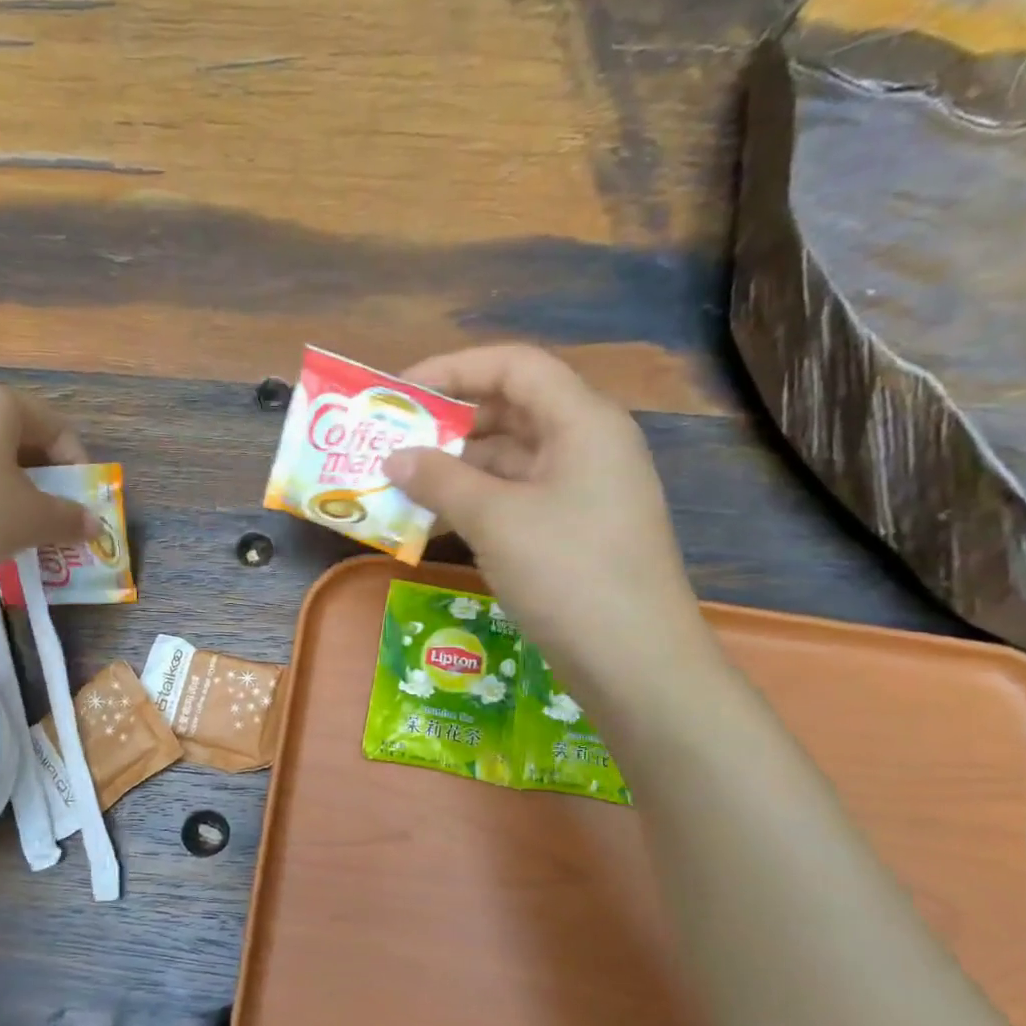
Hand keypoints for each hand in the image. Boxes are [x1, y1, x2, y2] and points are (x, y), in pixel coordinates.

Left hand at [0, 382, 97, 594]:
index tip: (79, 510)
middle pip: (16, 439)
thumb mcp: (29, 522)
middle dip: (40, 483)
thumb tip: (93, 523)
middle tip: (45, 523)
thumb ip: (68, 520)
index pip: (58, 429)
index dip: (79, 471)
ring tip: (2, 531)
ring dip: (1, 491)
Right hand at [384, 345, 712, 697]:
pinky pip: (515, 501)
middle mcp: (585, 445)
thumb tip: (394, 458)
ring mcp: (581, 492)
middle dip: (447, 424)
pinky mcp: (572, 532)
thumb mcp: (495, 519)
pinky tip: (432, 523)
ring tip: (399, 485)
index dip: (453, 369)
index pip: (514, 366)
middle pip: (510, 411)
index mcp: (581, 421)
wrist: (633, 659)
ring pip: (509, 461)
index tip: (399, 393)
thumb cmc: (568, 573)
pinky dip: (474, 505)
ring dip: (455, 470)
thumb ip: (440, 480)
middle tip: (391, 443)